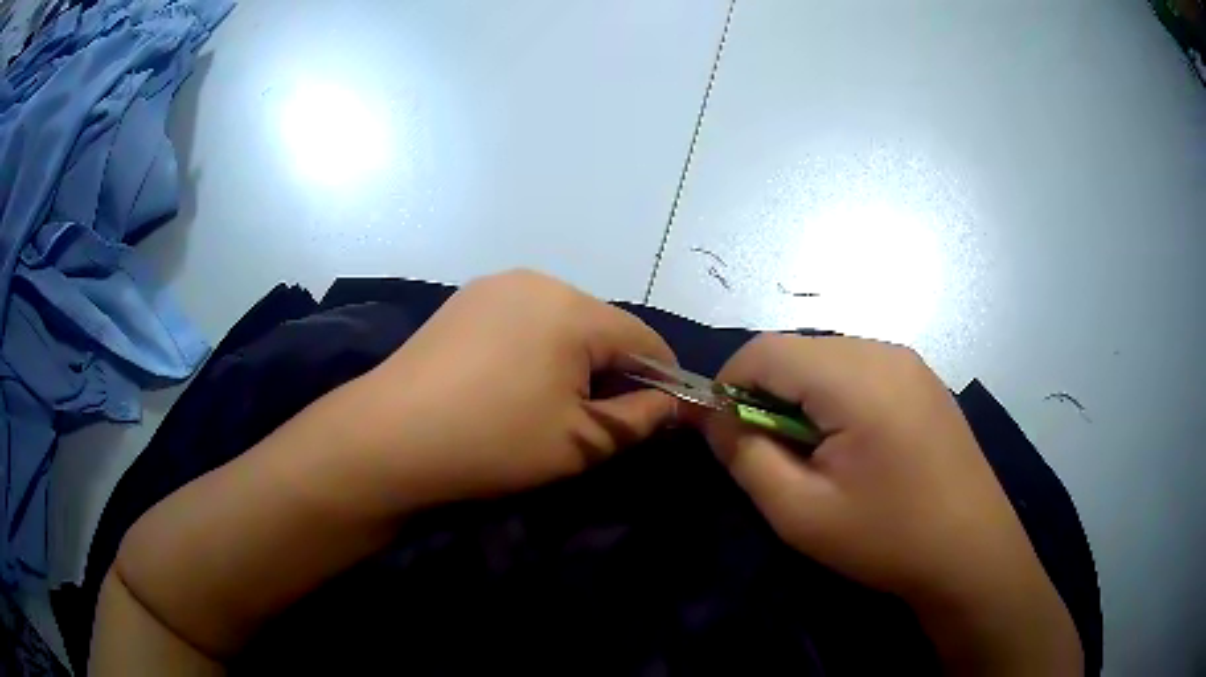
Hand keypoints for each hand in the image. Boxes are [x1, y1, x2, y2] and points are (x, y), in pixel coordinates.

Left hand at [348, 269, 677, 505]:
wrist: (390, 436)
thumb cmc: (494, 441)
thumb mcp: (581, 441)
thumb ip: (639, 419)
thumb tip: (669, 404)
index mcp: (573, 308)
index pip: (643, 338)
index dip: (663, 378)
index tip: (663, 415)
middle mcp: (537, 281)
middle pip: (601, 325)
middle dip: (614, 369)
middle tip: (604, 418)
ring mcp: (495, 286)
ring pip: (562, 320)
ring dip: (575, 358)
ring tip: (557, 403)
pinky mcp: (465, 300)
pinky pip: (523, 319)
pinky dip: (537, 347)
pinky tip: (515, 383)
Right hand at [699, 334, 1081, 673]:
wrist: (972, 552)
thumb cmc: (886, 538)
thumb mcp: (800, 512)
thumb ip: (746, 455)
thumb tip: (712, 416)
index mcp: (855, 377)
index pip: (764, 349)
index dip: (729, 384)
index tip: (725, 434)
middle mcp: (884, 351)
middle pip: (798, 349)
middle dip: (766, 392)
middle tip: (769, 452)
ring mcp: (909, 362)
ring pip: (828, 357)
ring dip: (801, 395)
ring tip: (811, 453)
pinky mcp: (923, 380)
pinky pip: (860, 369)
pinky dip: (835, 396)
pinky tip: (852, 445)